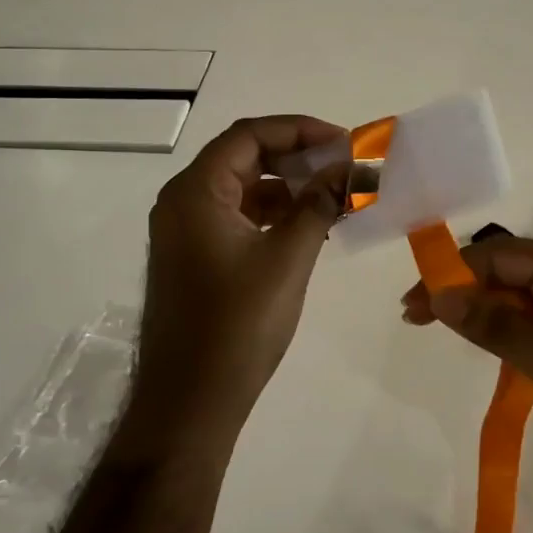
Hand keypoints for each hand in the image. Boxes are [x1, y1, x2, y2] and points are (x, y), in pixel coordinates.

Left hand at [139, 115, 347, 425]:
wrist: (189, 403)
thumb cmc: (237, 326)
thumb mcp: (287, 259)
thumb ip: (318, 205)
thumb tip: (349, 168)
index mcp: (196, 192)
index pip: (250, 135)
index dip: (300, 130)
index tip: (345, 143)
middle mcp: (183, 203)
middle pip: (244, 158)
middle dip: (297, 157)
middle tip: (344, 167)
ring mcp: (186, 233)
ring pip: (242, 190)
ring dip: (287, 188)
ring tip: (334, 197)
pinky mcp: (195, 259)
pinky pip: (237, 219)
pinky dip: (273, 216)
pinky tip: (308, 228)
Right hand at [401, 236, 532, 486]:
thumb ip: (498, 327)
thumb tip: (441, 295)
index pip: (496, 255)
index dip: (449, 276)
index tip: (411, 310)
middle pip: (511, 267)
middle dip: (464, 290)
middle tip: (421, 323)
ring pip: (529, 290)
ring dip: (489, 307)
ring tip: (453, 333)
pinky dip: (518, 324)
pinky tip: (503, 345)